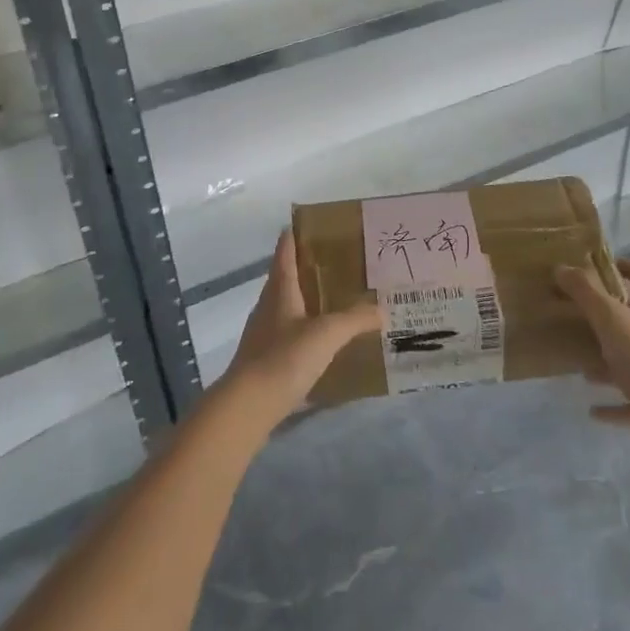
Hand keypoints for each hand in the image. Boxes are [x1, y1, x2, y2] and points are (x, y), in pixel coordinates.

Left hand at [219, 229, 378, 429]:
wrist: (248, 406)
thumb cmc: (284, 358)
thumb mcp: (327, 334)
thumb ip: (355, 319)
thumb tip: (382, 308)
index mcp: (279, 290)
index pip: (285, 251)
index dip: (295, 235)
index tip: (310, 224)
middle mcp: (268, 305)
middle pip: (285, 277)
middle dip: (306, 268)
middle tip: (337, 263)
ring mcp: (263, 333)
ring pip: (286, 306)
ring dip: (306, 300)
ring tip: (334, 300)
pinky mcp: (264, 359)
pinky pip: (287, 333)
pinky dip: (304, 329)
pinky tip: (322, 342)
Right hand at [555, 260, 629, 436]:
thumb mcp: (608, 318)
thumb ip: (584, 292)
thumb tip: (561, 267)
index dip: (626, 266)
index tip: (602, 269)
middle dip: (612, 319)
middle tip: (583, 320)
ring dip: (611, 362)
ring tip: (583, 367)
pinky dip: (615, 403)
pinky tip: (594, 411)